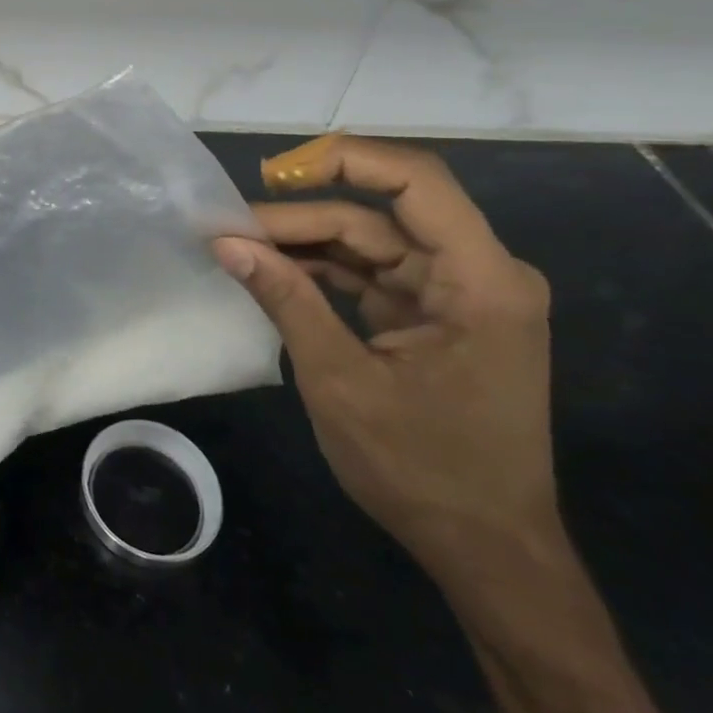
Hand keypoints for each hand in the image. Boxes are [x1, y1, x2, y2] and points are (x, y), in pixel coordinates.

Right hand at [213, 134, 557, 583]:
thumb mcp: (340, 380)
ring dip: (306, 242)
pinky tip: (272, 273)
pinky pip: (374, 274)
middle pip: (380, 215)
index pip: (415, 181)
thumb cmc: (423, 469)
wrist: (488, 552)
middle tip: (228, 229)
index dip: (342, 160)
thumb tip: (224, 242)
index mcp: (480, 281)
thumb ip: (285, 299)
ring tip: (239, 247)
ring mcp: (460, 296)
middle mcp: (479, 274)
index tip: (272, 174)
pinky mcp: (439, 316)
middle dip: (301, 215)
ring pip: (371, 241)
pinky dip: (323, 271)